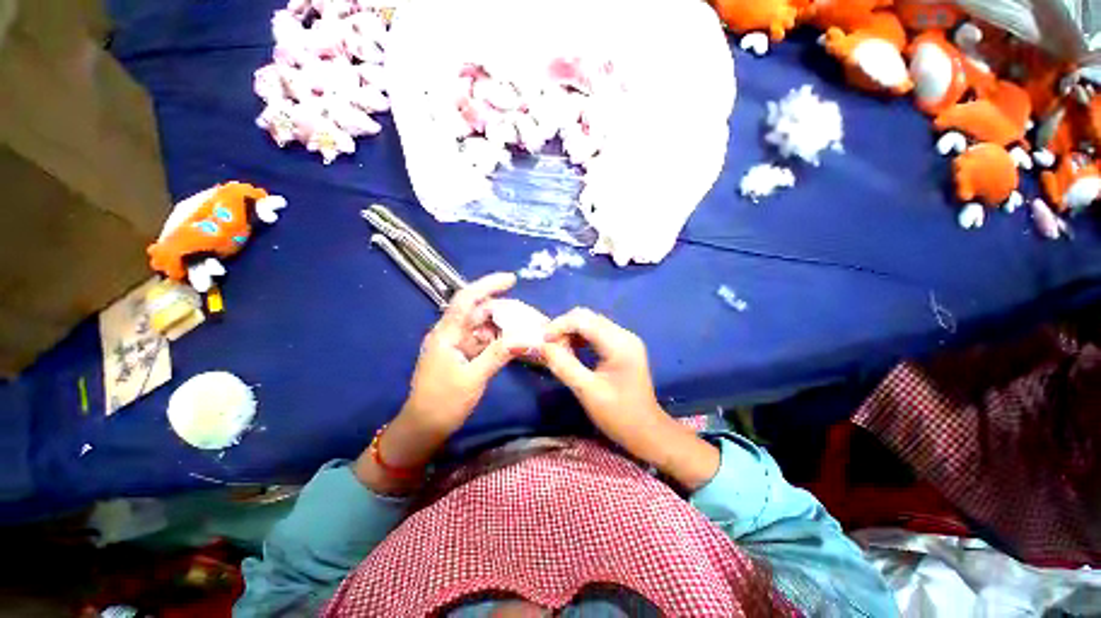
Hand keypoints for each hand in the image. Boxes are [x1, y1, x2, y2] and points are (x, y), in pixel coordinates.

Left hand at [354, 273, 518, 493]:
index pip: (466, 299)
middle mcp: (450, 333)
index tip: (512, 279)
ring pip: (482, 326)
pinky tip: (513, 342)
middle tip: (527, 314)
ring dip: (502, 325)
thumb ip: (499, 354)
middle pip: (478, 311)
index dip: (488, 285)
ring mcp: (455, 344)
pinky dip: (498, 339)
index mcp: (446, 333)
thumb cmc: (444, 402)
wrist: (424, 428)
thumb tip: (526, 337)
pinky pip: (482, 340)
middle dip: (503, 309)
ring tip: (525, 327)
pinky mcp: (461, 355)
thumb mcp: (474, 378)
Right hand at [541, 308, 719, 489]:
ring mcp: (625, 339)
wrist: (647, 432)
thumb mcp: (587, 391)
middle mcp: (624, 335)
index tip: (542, 341)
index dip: (559, 325)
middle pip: (587, 317)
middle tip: (549, 347)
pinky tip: (572, 351)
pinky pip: (596, 332)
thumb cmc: (618, 415)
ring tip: (558, 350)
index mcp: (619, 344)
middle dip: (564, 328)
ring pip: (590, 322)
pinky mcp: (622, 346)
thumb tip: (542, 346)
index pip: (583, 320)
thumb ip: (563, 366)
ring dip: (571, 332)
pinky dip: (580, 338)